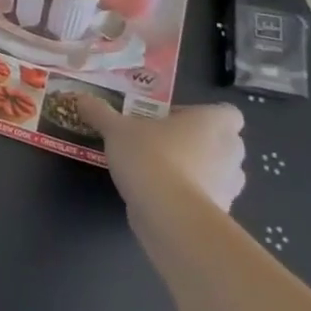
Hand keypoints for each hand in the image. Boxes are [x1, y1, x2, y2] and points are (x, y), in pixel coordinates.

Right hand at [69, 94, 246, 211]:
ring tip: (161, 171)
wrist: (169, 213)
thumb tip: (80, 98)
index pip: (227, 113)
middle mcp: (230, 151)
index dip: (203, 115)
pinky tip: (162, 195)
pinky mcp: (222, 212)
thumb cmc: (150, 156)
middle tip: (163, 142)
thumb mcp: (115, 129)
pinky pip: (209, 197)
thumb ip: (100, 113)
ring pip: (219, 170)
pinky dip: (192, 195)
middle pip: (224, 141)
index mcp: (213, 122)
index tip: (173, 120)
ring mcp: (231, 185)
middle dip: (200, 142)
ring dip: (198, 169)